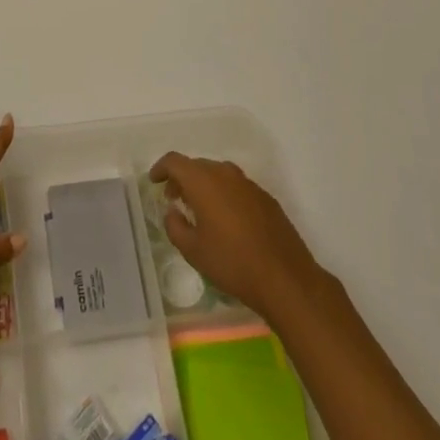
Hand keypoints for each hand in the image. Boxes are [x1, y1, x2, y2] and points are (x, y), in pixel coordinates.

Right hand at [150, 152, 324, 321]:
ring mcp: (248, 184)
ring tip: (199, 210)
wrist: (285, 278)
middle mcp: (225, 173)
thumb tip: (173, 212)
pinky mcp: (265, 197)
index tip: (154, 181)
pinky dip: (224, 194)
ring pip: (218, 175)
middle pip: (197, 166)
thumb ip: (175, 226)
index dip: (161, 168)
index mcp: (203, 181)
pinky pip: (236, 187)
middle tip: (174, 199)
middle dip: (182, 179)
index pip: (175, 161)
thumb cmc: (232, 263)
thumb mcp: (193, 251)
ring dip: (204, 186)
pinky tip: (226, 220)